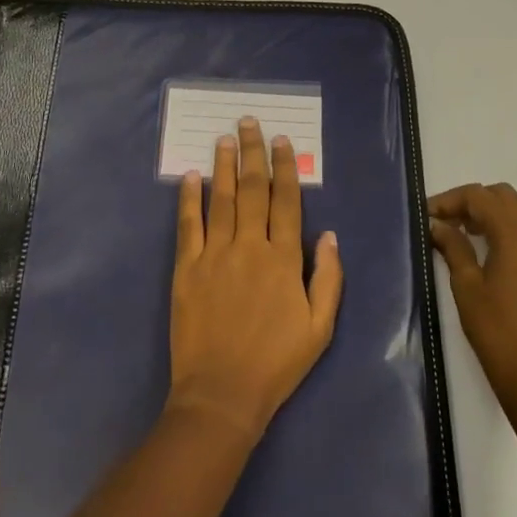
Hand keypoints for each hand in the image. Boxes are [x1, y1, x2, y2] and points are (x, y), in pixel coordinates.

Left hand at [168, 118, 342, 441]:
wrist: (222, 393)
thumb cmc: (277, 363)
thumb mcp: (320, 327)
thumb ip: (329, 278)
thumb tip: (330, 235)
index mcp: (284, 259)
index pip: (286, 201)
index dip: (284, 168)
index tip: (281, 142)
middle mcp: (250, 247)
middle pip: (251, 190)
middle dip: (252, 153)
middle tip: (249, 123)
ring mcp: (214, 256)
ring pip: (220, 200)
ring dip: (223, 166)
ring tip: (224, 138)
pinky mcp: (186, 269)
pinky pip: (188, 226)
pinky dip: (189, 199)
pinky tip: (190, 177)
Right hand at [429, 183, 516, 411]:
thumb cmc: (496, 330)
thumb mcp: (466, 286)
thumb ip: (454, 247)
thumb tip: (438, 224)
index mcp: (515, 233)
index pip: (479, 197)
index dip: (450, 200)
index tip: (427, 215)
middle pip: (503, 196)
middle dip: (472, 202)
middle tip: (446, 222)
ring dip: (496, 210)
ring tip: (471, 231)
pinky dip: (513, 224)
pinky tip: (493, 248)